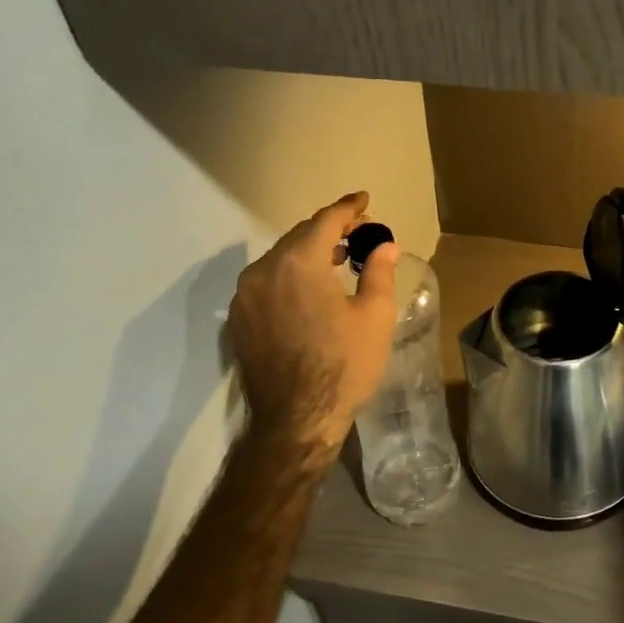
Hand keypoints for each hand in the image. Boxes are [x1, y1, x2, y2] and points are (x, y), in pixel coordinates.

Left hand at [227, 192, 399, 464]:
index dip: (348, 208)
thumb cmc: (344, 364)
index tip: (365, 201)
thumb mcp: (374, 315)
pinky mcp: (239, 321)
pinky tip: (311, 290)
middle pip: (299, 237)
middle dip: (330, 230)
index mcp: (298, 262)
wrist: (295, 421)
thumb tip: (384, 245)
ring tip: (338, 258)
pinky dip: (290, 276)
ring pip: (280, 259)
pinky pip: (267, 283)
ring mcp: (245, 297)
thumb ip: (378, 271)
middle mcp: (263, 270)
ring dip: (308, 253)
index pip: (325, 221)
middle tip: (359, 232)